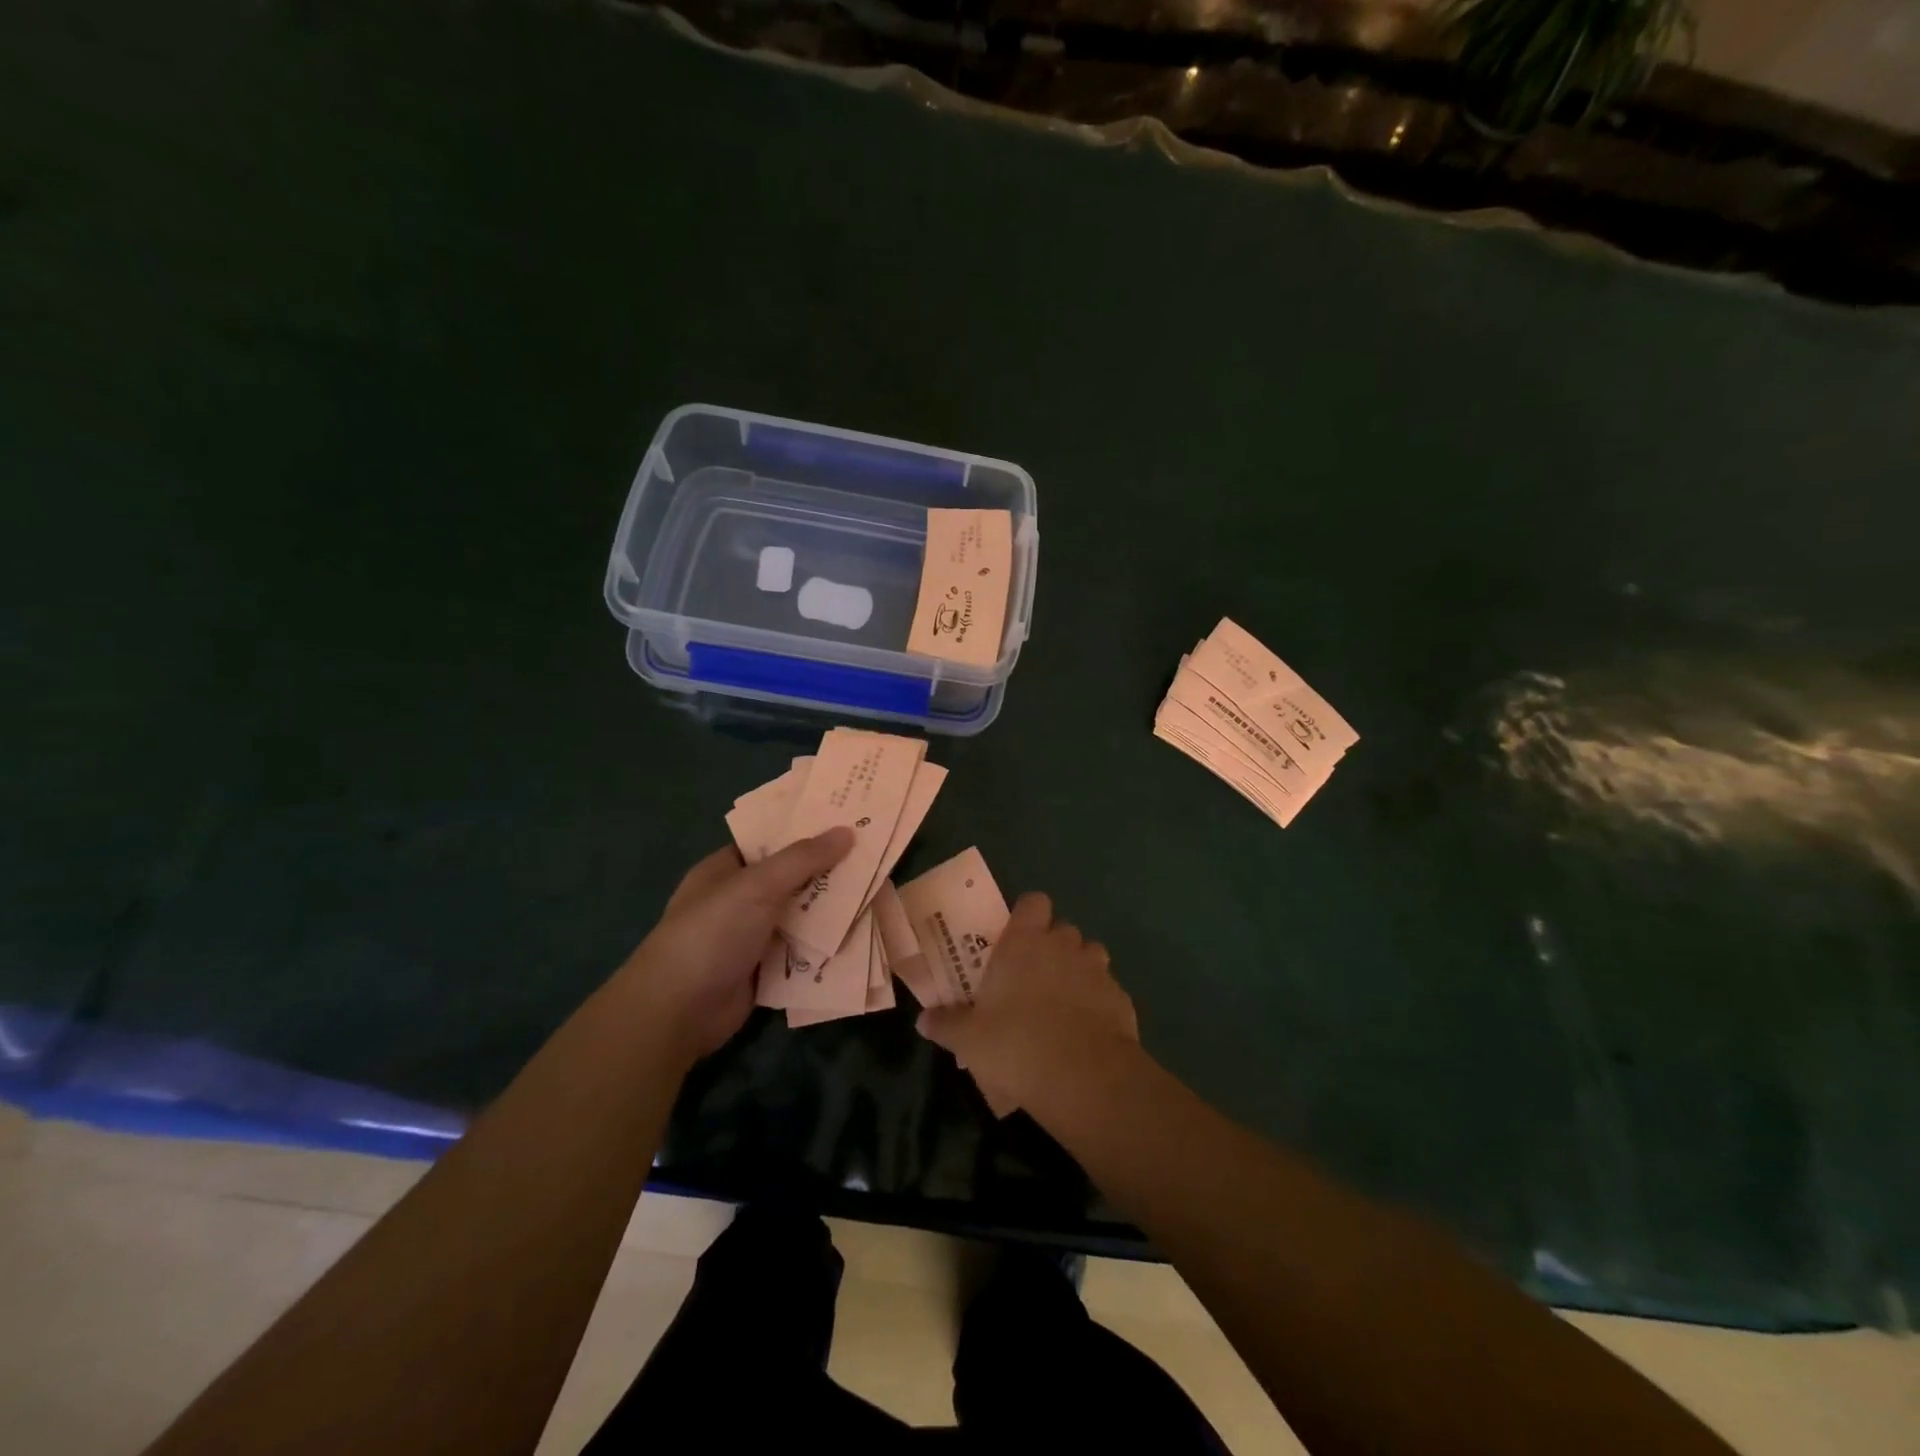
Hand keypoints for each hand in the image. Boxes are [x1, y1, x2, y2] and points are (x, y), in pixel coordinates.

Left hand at [618, 829, 853, 1065]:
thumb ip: (803, 858)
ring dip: (832, 911)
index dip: (806, 830)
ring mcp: (751, 936)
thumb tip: (847, 831)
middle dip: (828, 872)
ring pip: (800, 916)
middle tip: (874, 857)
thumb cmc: (712, 933)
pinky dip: (826, 947)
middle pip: (791, 879)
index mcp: (726, 869)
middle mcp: (739, 900)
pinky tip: (861, 937)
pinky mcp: (764, 970)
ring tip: (878, 893)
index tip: (847, 820)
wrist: (680, 1011)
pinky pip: (802, 951)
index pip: (771, 841)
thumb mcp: (757, 885)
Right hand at [916, 892, 1137, 1111]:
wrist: (1083, 1077)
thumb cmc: (1016, 1044)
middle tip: (1032, 976)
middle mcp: (1064, 946)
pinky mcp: (1121, 999)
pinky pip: (1107, 990)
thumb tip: (922, 1019)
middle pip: (1062, 929)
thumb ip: (946, 1024)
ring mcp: (1097, 970)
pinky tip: (1086, 1029)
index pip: (1033, 902)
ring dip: (1078, 970)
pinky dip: (1098, 1002)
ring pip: (1090, 955)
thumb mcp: (969, 1039)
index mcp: (1025, 942)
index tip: (1015, 936)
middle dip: (1052, 946)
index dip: (1027, 915)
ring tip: (1062, 1001)